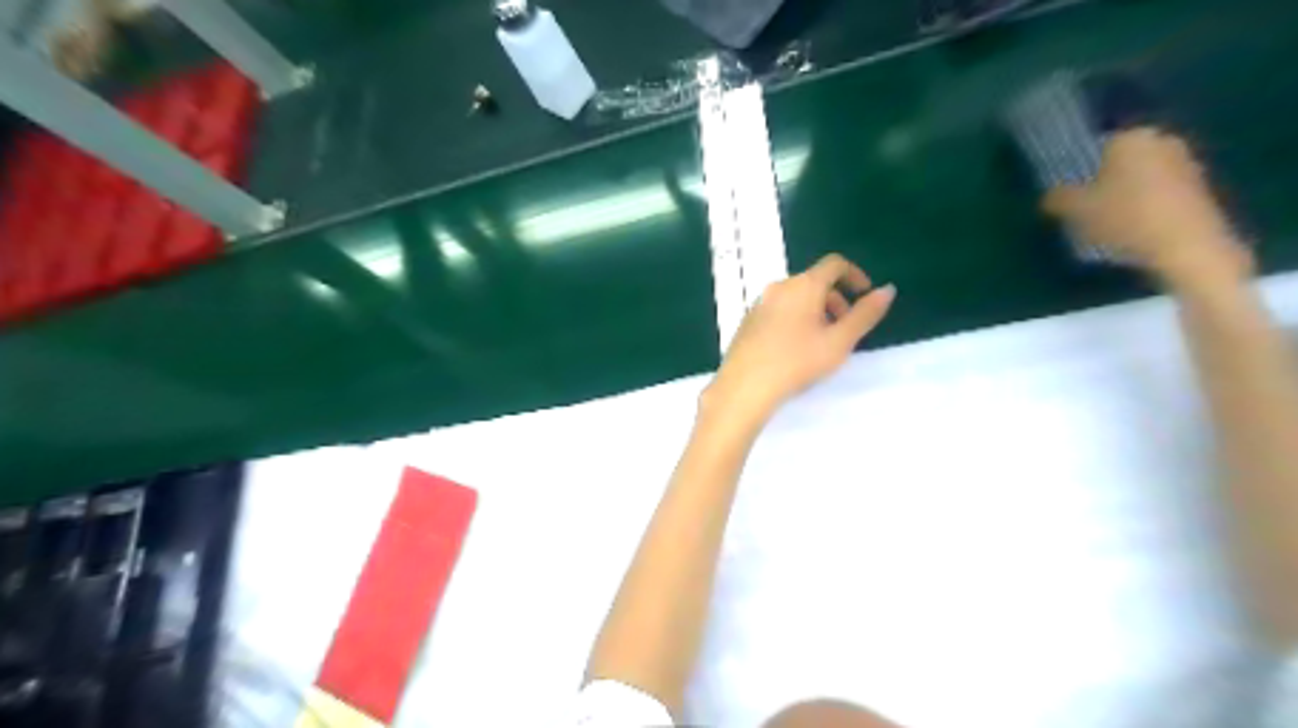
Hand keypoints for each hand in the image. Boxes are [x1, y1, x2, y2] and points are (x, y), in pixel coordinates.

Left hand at [705, 252, 897, 427]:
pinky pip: (778, 310)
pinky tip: (795, 350)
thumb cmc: (797, 362)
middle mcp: (779, 287)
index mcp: (803, 285)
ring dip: (816, 311)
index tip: (865, 296)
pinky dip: (795, 319)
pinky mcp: (747, 321)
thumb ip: (865, 314)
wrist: (745, 386)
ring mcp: (759, 303)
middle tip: (845, 329)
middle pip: (814, 281)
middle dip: (836, 300)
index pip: (834, 264)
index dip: (855, 275)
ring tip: (821, 343)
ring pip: (795, 297)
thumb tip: (887, 290)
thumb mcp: (839, 341)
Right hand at [1041, 129, 1246, 290]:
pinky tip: (1132, 231)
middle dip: (1103, 181)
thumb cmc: (1124, 218)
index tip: (1067, 193)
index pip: (1095, 146)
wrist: (1186, 246)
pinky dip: (1144, 207)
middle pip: (1120, 161)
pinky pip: (1159, 194)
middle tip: (1083, 209)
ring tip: (1105, 224)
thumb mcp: (1075, 210)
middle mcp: (1162, 140)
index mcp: (1130, 136)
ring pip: (1141, 177)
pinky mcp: (1201, 188)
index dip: (1077, 170)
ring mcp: (1187, 163)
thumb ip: (1058, 198)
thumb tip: (1050, 195)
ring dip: (1125, 195)